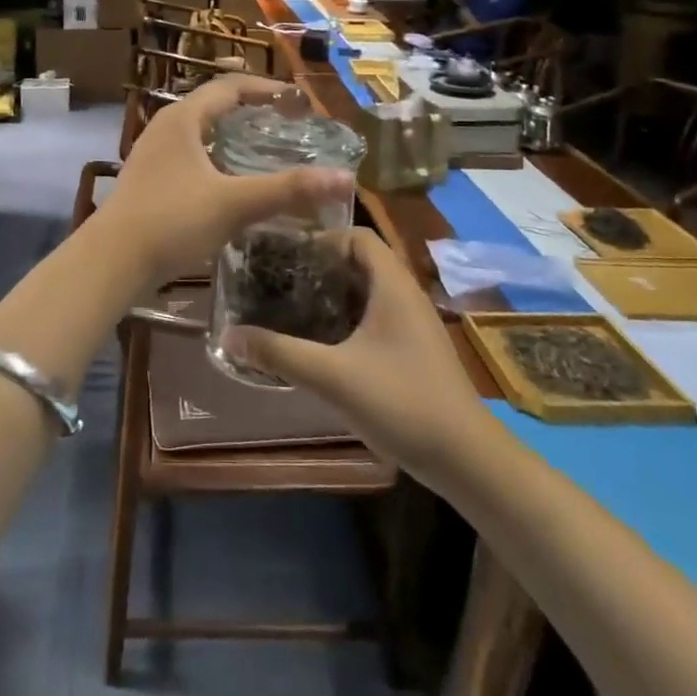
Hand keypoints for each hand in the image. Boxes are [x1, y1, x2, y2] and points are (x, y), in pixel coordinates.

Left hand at [94, 74, 355, 292]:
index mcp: (183, 118)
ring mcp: (154, 154)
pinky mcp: (150, 179)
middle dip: (251, 112)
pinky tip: (233, 185)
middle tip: (288, 127)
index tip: (298, 103)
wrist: (112, 261)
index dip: (266, 89)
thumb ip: (288, 190)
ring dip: (233, 137)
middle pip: (214, 106)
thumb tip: (344, 179)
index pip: (230, 86)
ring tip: (266, 153)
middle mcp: (166, 127)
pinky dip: (217, 159)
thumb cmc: (172, 221)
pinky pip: (191, 156)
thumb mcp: (234, 203)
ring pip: (201, 133)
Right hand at [219, 228, 482, 481]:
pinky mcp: (413, 352)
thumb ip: (279, 353)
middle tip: (279, 283)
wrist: (467, 459)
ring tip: (290, 310)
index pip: (357, 236)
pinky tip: (320, 345)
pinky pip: (374, 319)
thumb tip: (229, 336)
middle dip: (318, 269)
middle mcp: (405, 296)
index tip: (285, 257)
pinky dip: (346, 321)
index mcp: (393, 285)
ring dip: (331, 297)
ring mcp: (412, 325)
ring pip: (366, 293)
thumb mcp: (333, 376)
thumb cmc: (402, 402)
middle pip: (358, 263)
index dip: (321, 239)